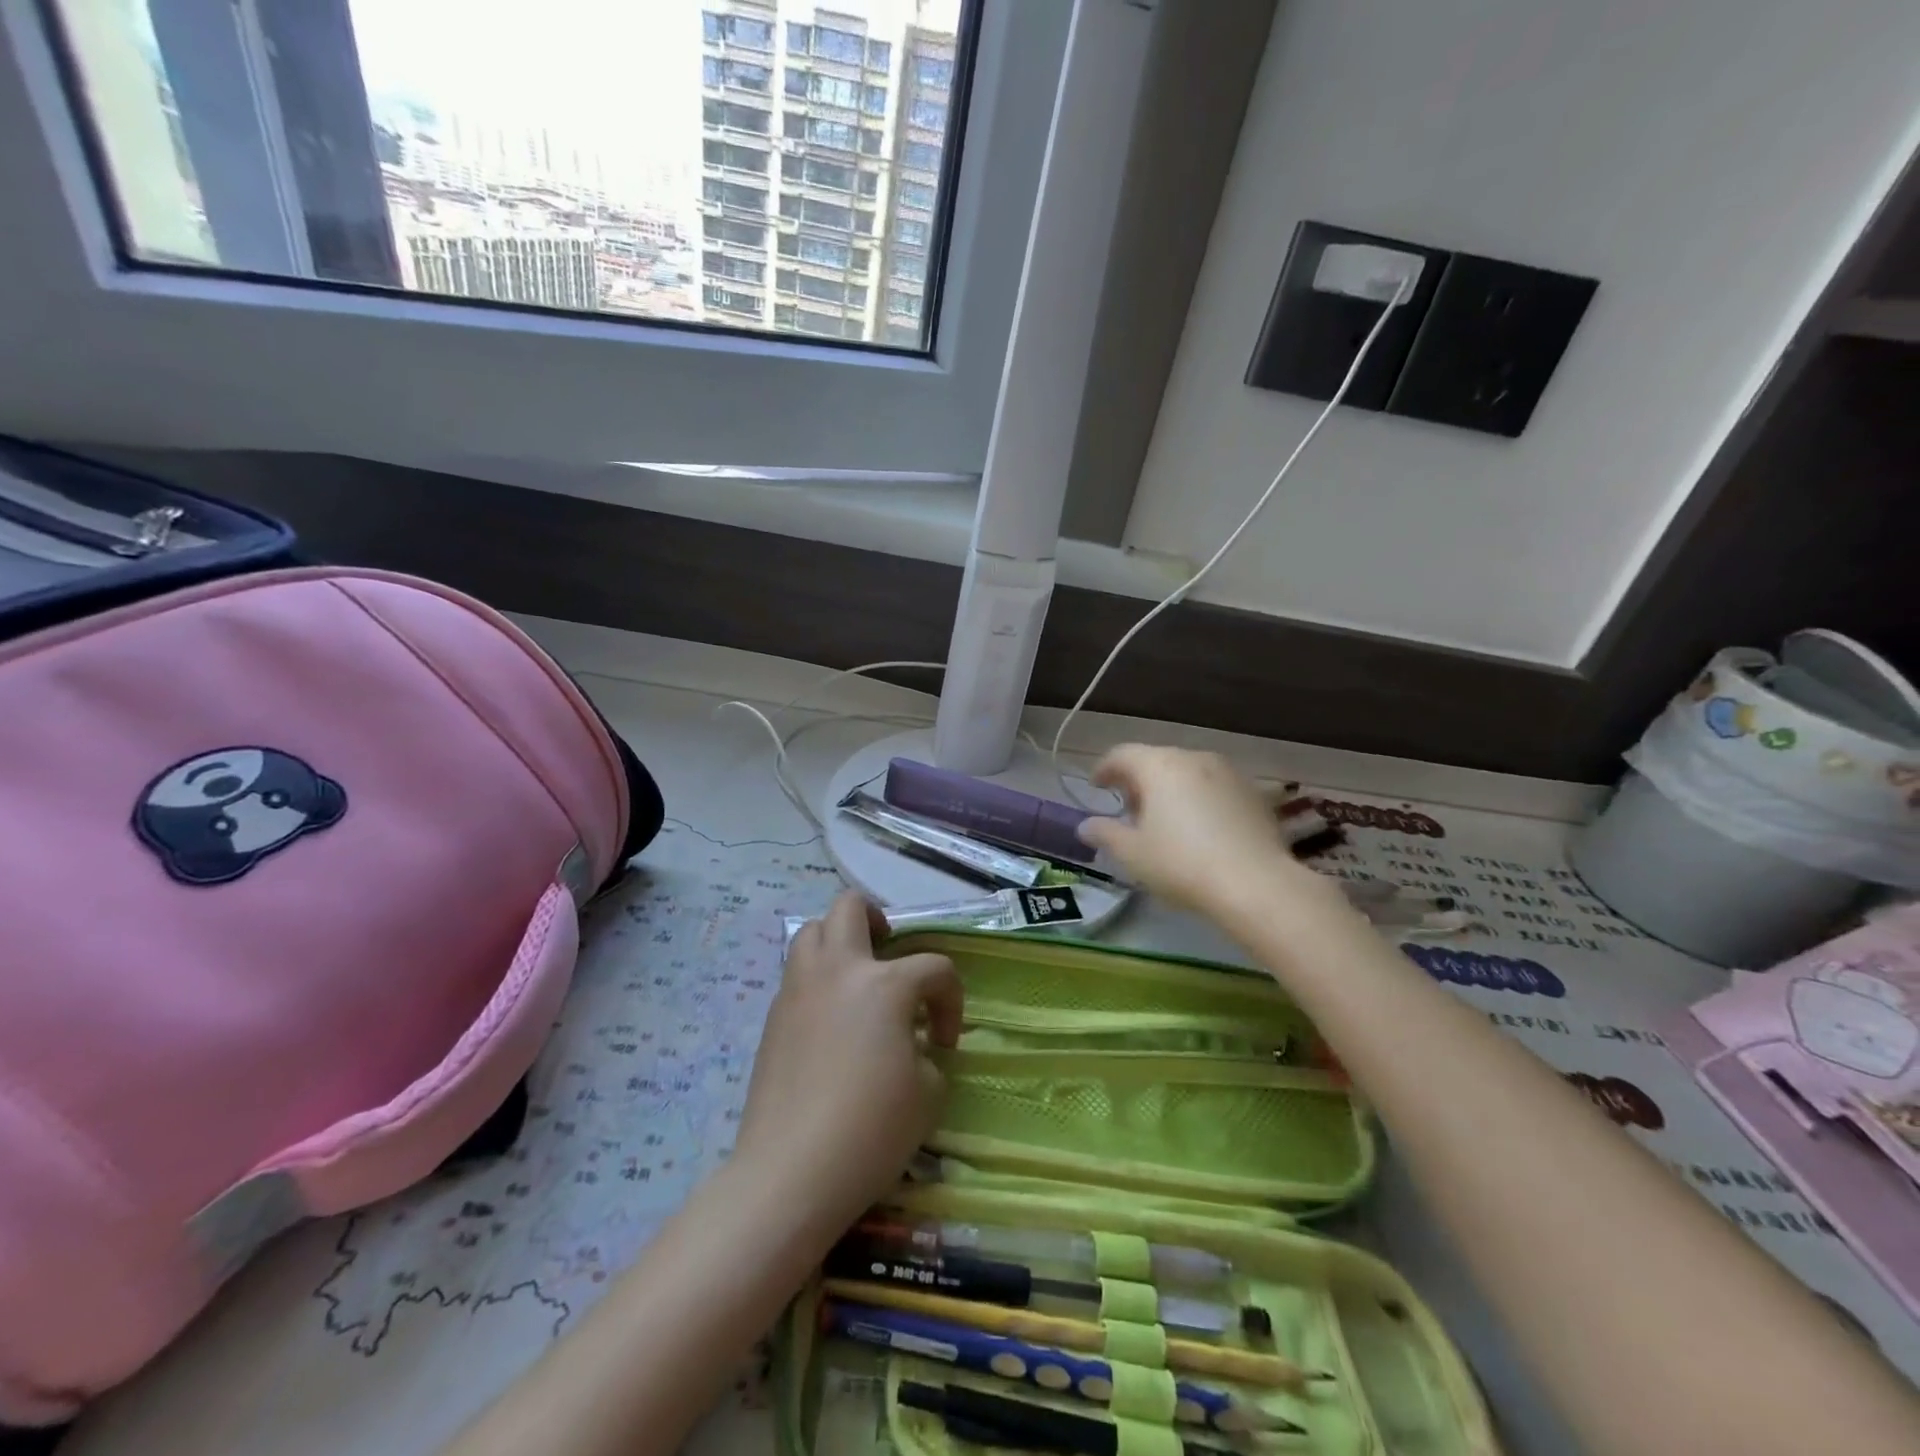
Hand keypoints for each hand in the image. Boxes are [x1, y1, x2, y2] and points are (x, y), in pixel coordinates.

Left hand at [733, 892, 962, 1230]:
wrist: (791, 1172)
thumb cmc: (870, 1130)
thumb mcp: (928, 1094)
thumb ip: (927, 1053)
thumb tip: (911, 1046)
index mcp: (884, 984)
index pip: (934, 968)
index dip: (951, 1000)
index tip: (945, 1042)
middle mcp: (838, 971)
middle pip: (850, 907)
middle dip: (877, 917)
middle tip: (890, 951)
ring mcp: (798, 990)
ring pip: (811, 930)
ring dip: (838, 940)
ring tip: (856, 977)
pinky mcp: (772, 1017)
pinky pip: (796, 973)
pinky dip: (817, 978)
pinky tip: (830, 1018)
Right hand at [1077, 745, 1332, 922]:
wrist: (1256, 885)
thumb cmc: (1182, 863)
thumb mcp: (1132, 854)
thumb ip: (1105, 834)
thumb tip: (1085, 826)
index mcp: (1160, 765)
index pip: (1123, 755)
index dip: (1105, 769)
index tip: (1097, 787)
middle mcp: (1195, 758)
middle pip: (1157, 760)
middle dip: (1138, 782)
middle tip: (1129, 811)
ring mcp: (1229, 773)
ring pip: (1188, 772)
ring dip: (1170, 789)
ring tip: (1165, 822)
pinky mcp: (1254, 794)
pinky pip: (1215, 788)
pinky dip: (1199, 800)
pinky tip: (1200, 830)